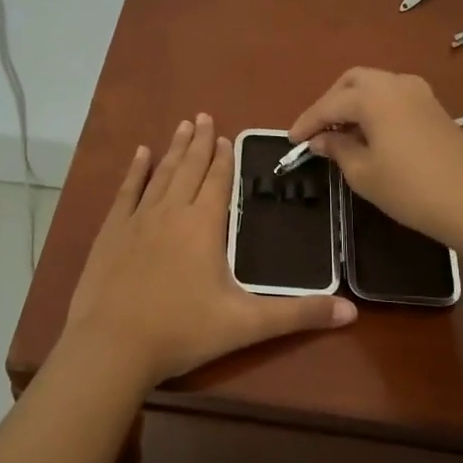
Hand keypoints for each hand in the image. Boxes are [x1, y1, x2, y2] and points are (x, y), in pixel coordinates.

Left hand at [63, 114, 356, 387]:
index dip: (223, 159)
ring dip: (173, 149)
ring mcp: (137, 219)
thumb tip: (352, 311)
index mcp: (203, 225)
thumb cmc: (182, 332)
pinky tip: (140, 153)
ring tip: (182, 125)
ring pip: (160, 174)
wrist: (113, 346)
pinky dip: (135, 170)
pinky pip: (126, 191)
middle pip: (189, 168)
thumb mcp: (247, 325)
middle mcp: (171, 212)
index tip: (226, 136)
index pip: (217, 182)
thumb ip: (298, 315)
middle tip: (203, 116)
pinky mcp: (111, 232)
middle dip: (199, 142)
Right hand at [289, 69, 462, 245]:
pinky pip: (394, 97)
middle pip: (353, 81)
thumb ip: (338, 149)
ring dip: (354, 103)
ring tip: (341, 134)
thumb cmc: (410, 188)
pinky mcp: (435, 108)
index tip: (291, 140)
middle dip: (331, 103)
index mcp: (373, 95)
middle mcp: (396, 83)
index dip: (308, 122)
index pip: (330, 104)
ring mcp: (420, 93)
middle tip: (317, 131)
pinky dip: (375, 108)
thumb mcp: (363, 173)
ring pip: (376, 86)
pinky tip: (370, 135)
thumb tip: (321, 139)